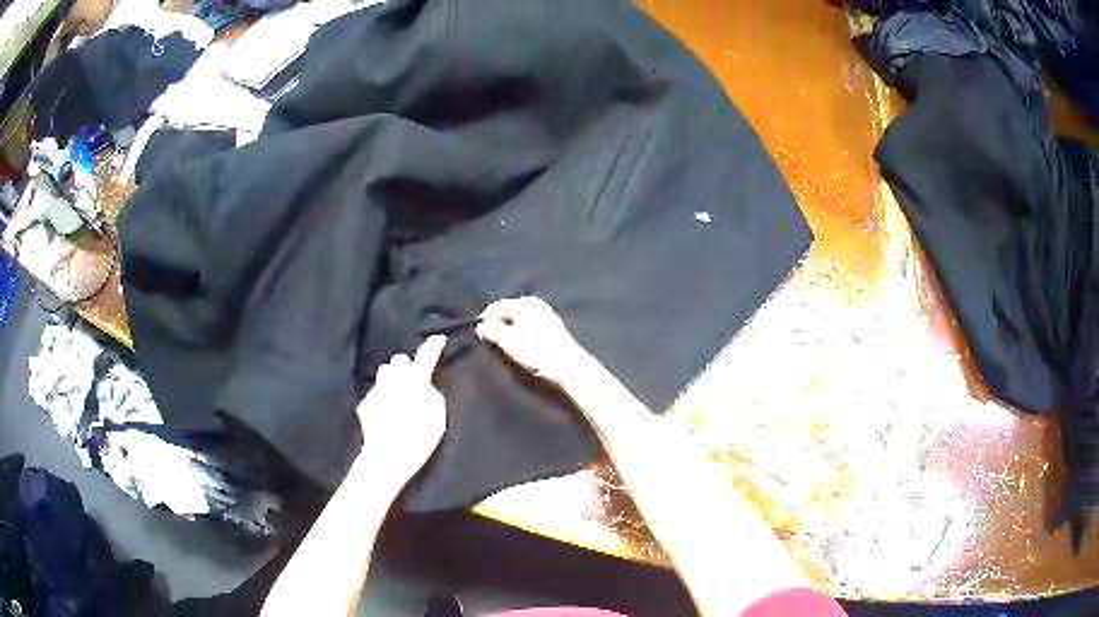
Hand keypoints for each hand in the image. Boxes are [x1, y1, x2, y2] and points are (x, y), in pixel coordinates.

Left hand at [356, 335, 447, 483]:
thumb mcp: (438, 424)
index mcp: (414, 386)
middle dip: (407, 366)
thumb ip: (435, 398)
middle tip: (414, 382)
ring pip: (384, 371)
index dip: (433, 346)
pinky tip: (386, 412)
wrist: (384, 460)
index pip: (425, 357)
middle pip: (399, 359)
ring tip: (398, 394)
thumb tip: (428, 387)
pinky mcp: (364, 402)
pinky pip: (375, 390)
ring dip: (393, 377)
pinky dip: (382, 396)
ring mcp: (375, 391)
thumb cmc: (417, 444)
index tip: (438, 339)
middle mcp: (393, 382)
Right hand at [476, 296, 588, 384]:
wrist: (569, 367)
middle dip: (497, 324)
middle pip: (508, 312)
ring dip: (509, 330)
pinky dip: (521, 333)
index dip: (484, 319)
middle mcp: (536, 304)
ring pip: (519, 320)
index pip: (497, 306)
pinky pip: (529, 326)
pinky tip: (520, 347)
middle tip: (488, 340)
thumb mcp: (509, 342)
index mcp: (524, 303)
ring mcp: (546, 314)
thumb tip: (481, 326)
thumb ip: (492, 331)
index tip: (477, 334)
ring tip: (503, 345)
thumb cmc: (537, 352)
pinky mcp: (553, 327)